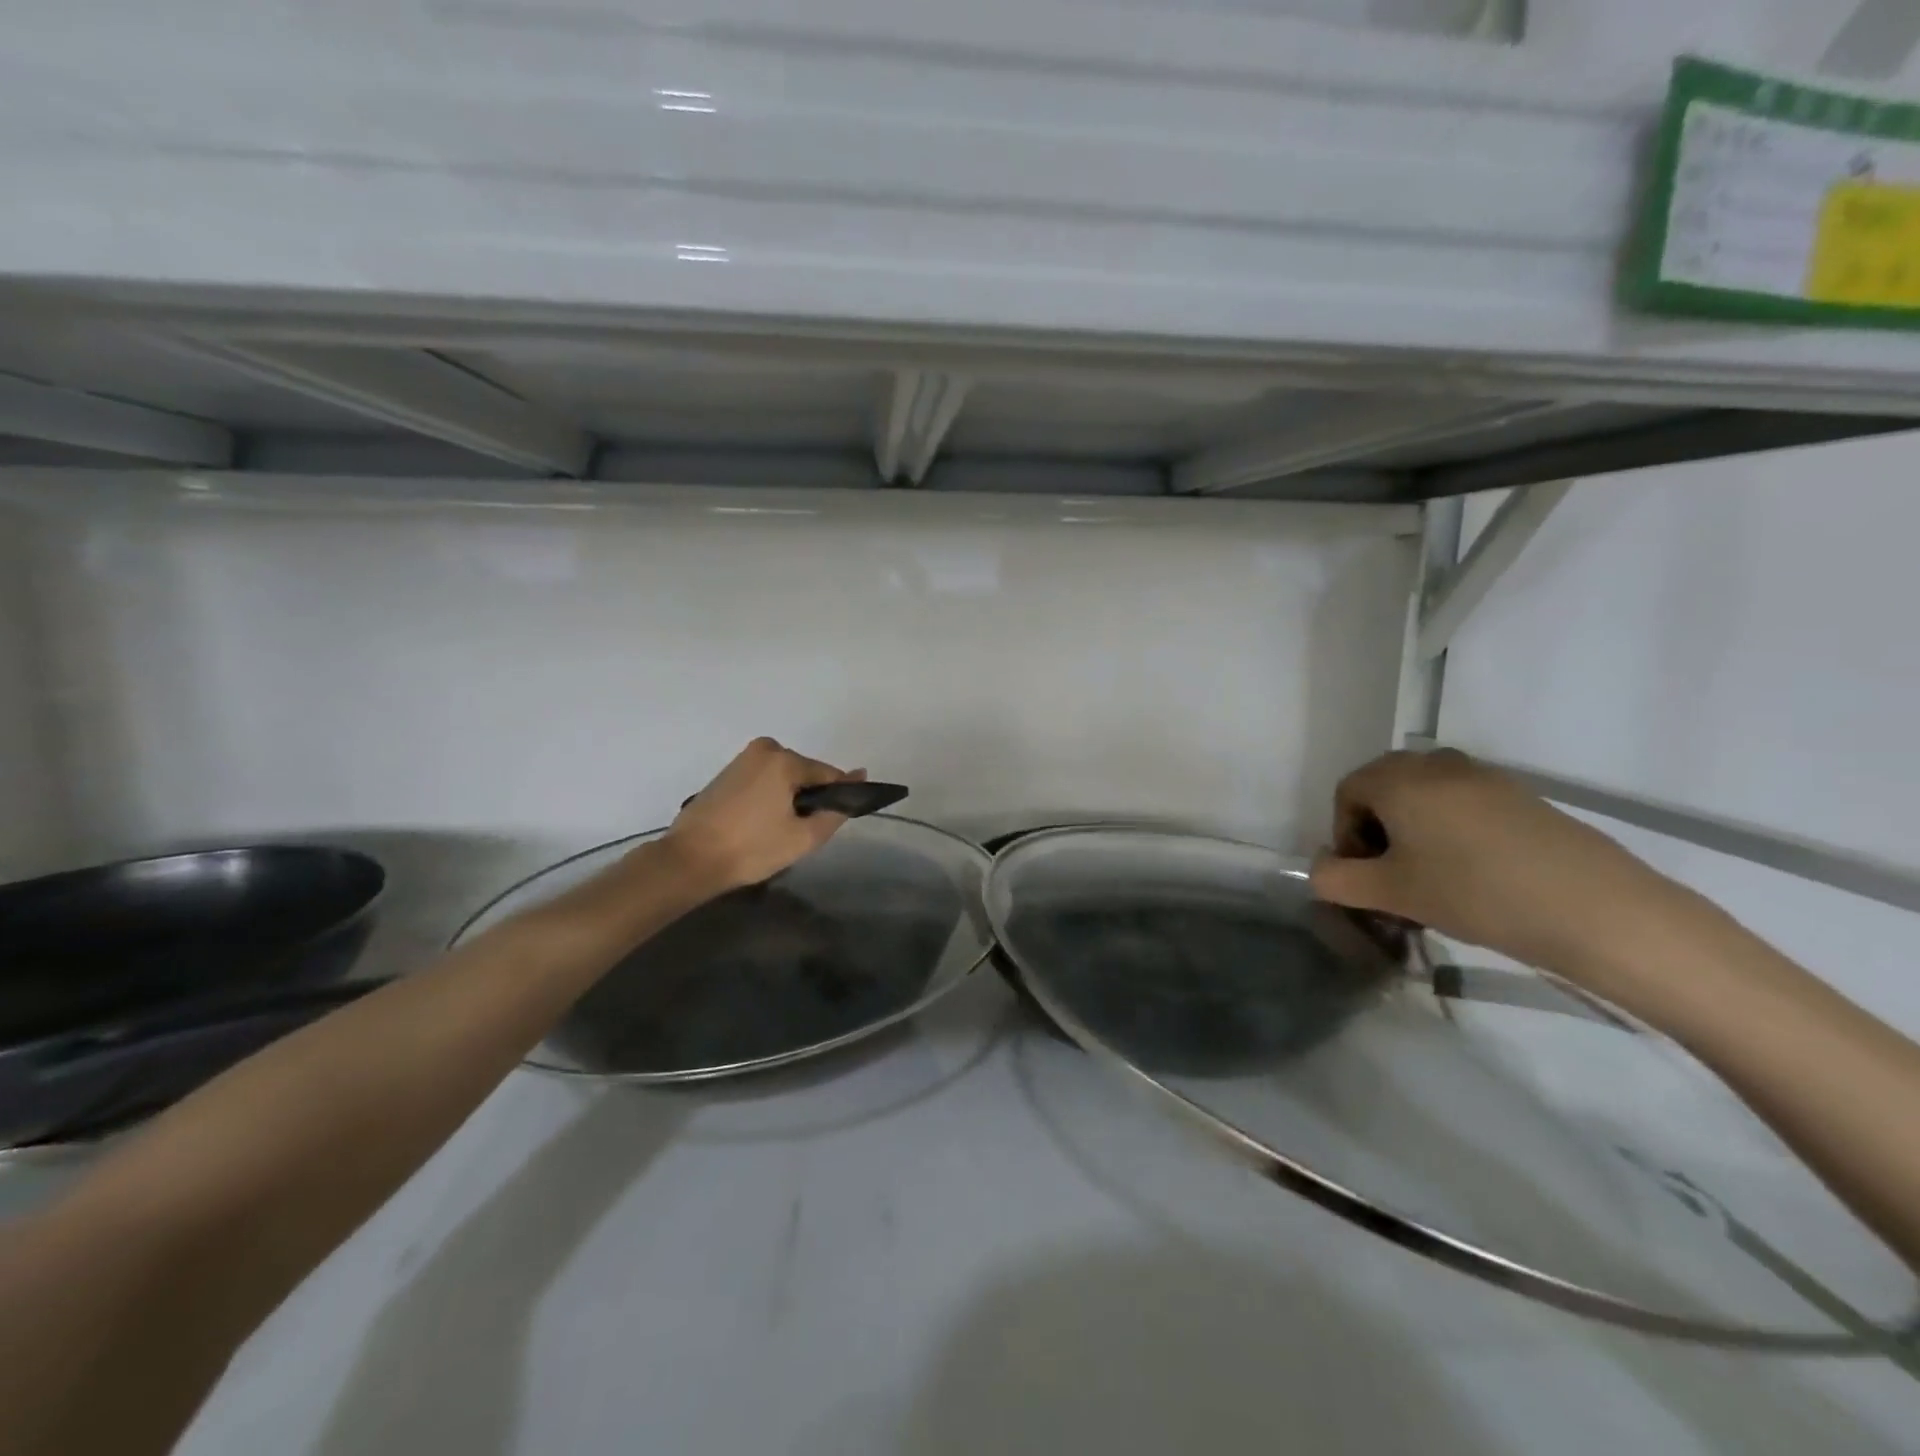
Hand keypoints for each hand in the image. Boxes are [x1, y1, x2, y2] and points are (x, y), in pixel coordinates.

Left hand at [663, 738, 864, 891]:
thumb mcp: (804, 837)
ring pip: (784, 777)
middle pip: (806, 773)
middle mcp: (765, 749)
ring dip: (789, 799)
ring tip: (776, 832)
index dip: (837, 799)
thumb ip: (837, 810)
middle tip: (798, 834)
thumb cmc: (751, 849)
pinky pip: (764, 779)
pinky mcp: (727, 772)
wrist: (690, 860)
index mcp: (785, 759)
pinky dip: (770, 797)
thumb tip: (859, 778)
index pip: (829, 775)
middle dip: (809, 799)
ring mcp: (743, 758)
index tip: (830, 824)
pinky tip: (760, 824)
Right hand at [1309, 749, 1701, 981]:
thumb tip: (1321, 870)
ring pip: (1425, 795)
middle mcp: (1436, 764)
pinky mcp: (1520, 795)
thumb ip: (1336, 880)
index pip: (1346, 793)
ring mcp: (1484, 776)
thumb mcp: (1390, 893)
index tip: (1364, 876)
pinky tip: (1474, 872)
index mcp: (1398, 778)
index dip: (1343, 835)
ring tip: (1432, 876)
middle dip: (1376, 830)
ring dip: (1413, 829)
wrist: (1594, 908)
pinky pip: (1463, 803)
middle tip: (1392, 875)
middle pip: (1384, 788)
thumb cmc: (1473, 893)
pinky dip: (1451, 829)